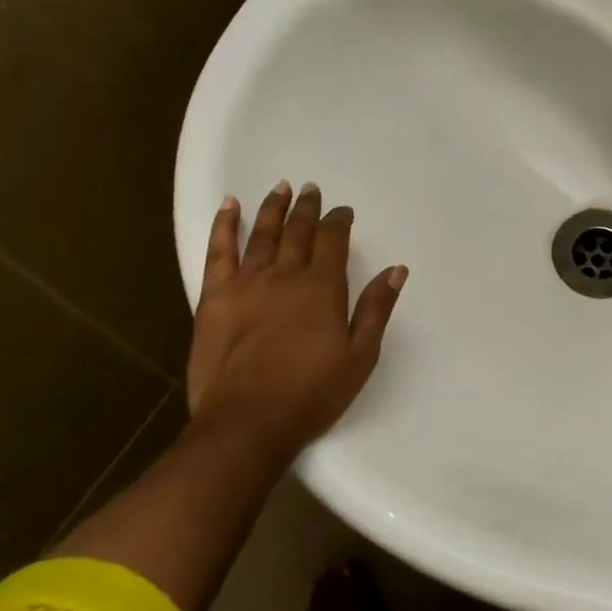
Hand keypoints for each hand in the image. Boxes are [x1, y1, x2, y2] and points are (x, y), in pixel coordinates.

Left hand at [187, 181, 405, 458]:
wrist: (246, 423)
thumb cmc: (310, 394)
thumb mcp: (359, 357)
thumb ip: (375, 310)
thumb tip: (396, 270)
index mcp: (322, 288)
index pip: (333, 240)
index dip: (339, 221)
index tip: (343, 212)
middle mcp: (285, 274)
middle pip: (298, 231)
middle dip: (308, 208)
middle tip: (311, 190)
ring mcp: (246, 282)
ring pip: (263, 233)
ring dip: (274, 208)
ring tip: (281, 187)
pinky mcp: (215, 296)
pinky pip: (220, 251)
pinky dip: (225, 225)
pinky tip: (230, 206)